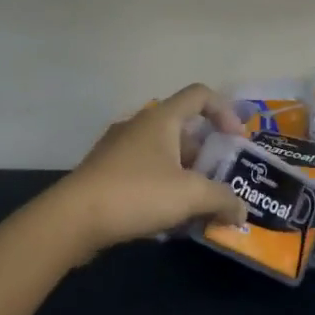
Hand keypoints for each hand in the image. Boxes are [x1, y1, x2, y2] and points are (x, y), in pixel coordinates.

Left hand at [43, 84, 248, 257]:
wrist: (71, 219)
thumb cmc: (137, 193)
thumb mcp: (190, 195)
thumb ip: (222, 199)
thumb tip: (242, 210)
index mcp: (162, 118)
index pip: (201, 94)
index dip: (225, 112)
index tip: (236, 142)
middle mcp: (140, 124)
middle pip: (184, 129)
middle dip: (207, 156)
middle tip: (219, 183)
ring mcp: (118, 147)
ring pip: (163, 153)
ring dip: (185, 175)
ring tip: (197, 207)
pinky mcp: (104, 171)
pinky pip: (144, 171)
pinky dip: (162, 187)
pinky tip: (166, 219)